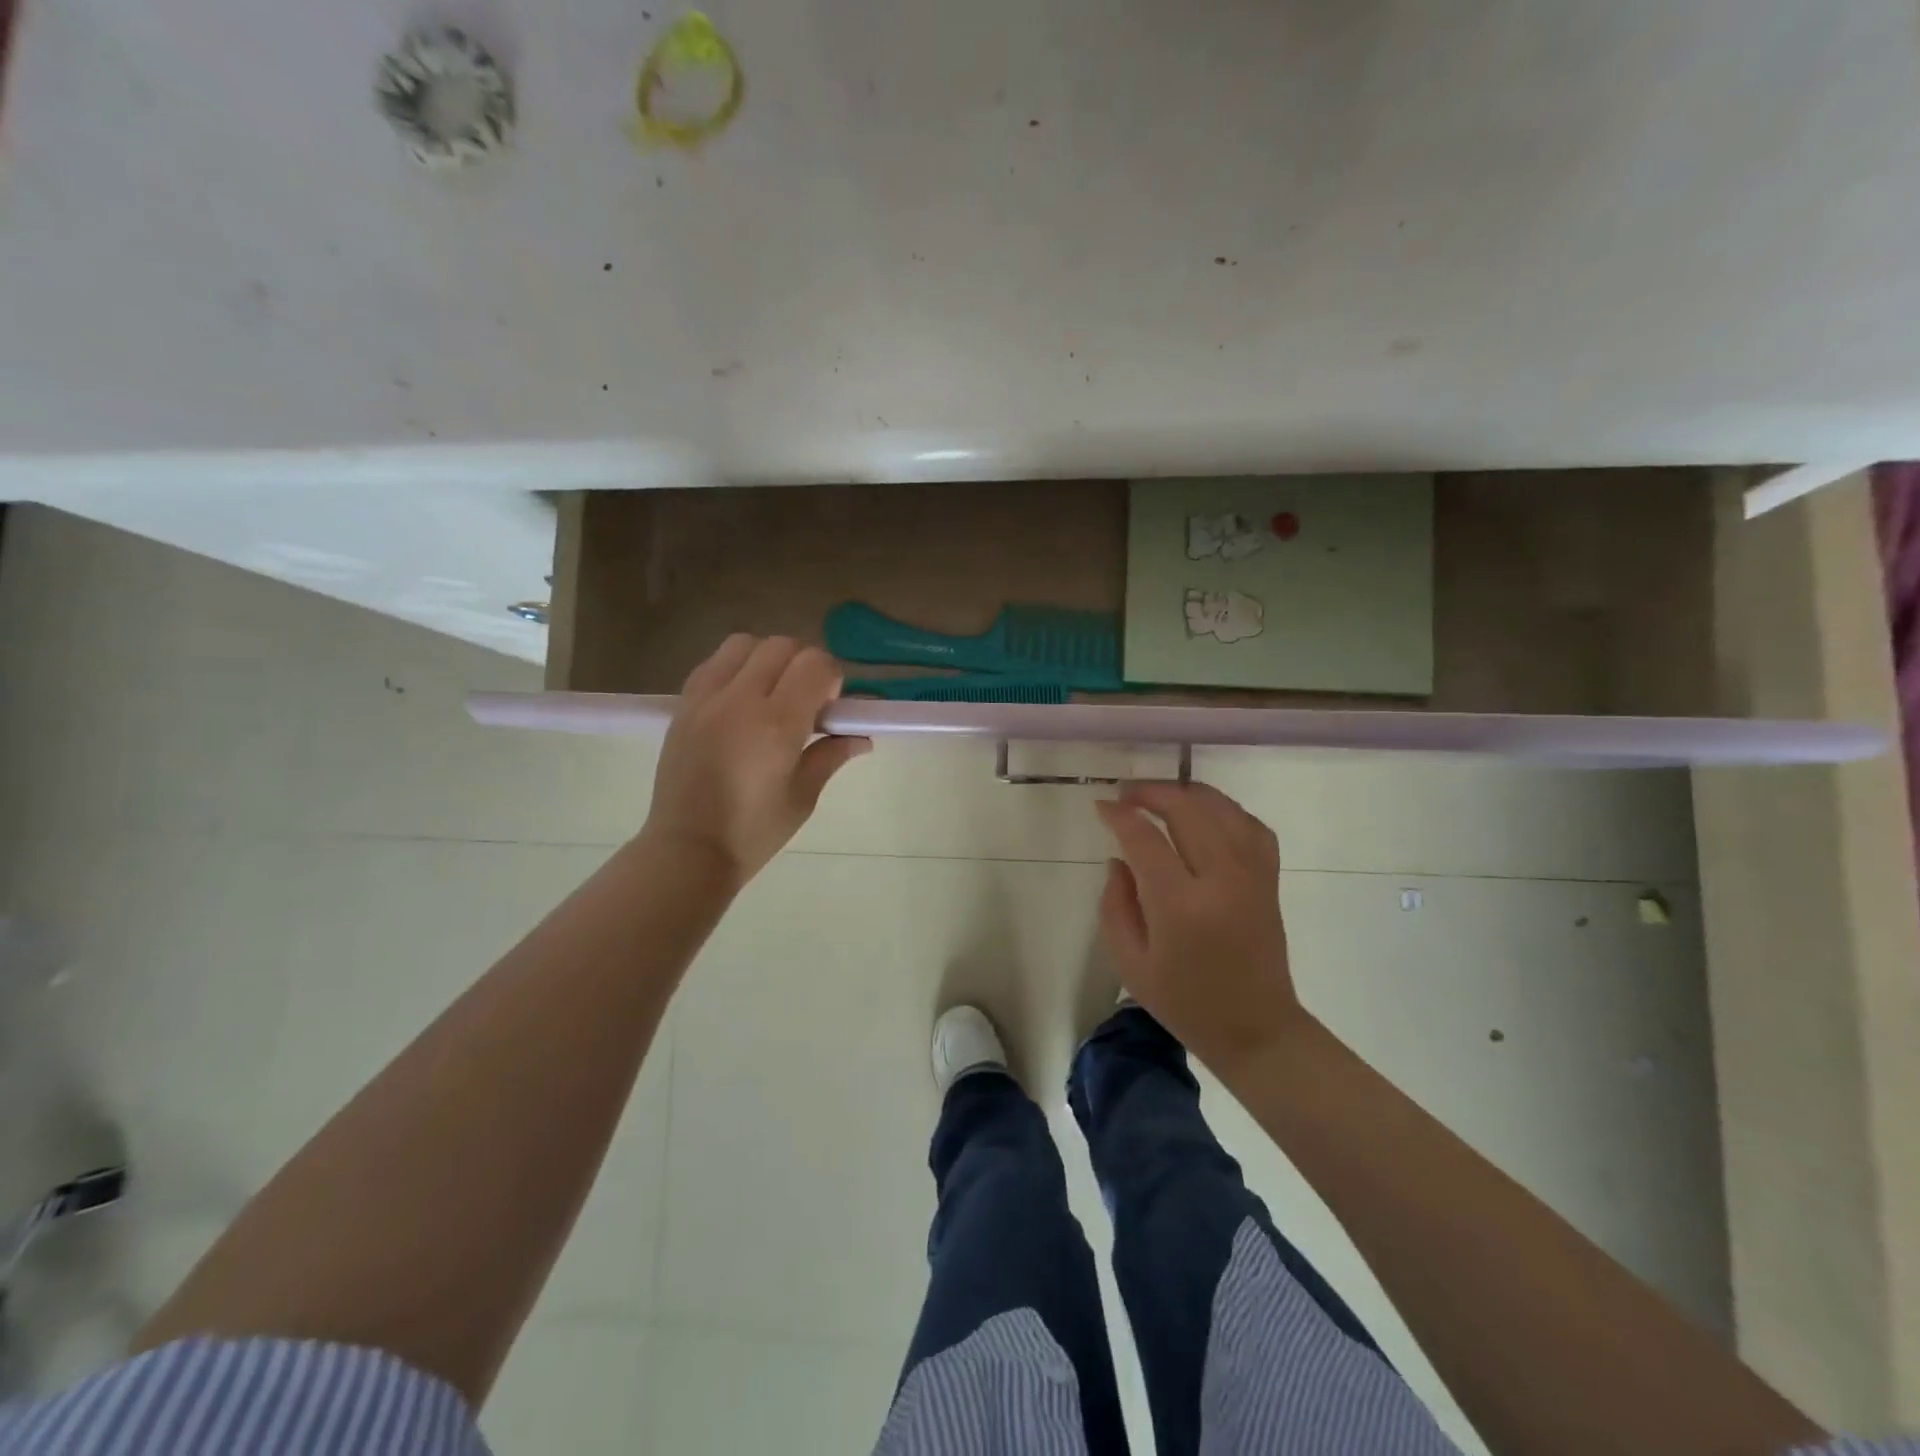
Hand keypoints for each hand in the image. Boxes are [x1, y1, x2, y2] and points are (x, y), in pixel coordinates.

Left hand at [641, 635, 870, 887]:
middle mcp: (740, 699)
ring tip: (771, 694)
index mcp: (777, 724)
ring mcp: (706, 698)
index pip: (815, 664)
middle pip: (783, 645)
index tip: (831, 706)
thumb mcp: (803, 797)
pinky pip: (714, 663)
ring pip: (745, 644)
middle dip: (805, 664)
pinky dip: (736, 668)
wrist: (688, 850)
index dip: (832, 677)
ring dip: (768, 658)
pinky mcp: (683, 705)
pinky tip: (741, 701)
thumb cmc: (754, 832)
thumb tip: (860, 737)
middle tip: (807, 700)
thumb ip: (831, 755)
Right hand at [1096, 782, 1305, 1069]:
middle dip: (1152, 792)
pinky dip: (1225, 810)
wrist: (1256, 1029)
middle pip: (1187, 810)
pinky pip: (1252, 826)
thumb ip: (1115, 905)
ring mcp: (1251, 876)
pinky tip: (1205, 814)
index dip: (1120, 816)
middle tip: (1126, 794)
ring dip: (1187, 794)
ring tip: (1160, 796)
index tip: (1102, 806)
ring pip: (1222, 809)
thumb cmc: (1185, 1002)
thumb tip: (1119, 860)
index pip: (1145, 839)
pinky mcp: (1269, 879)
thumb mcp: (1130, 963)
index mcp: (1179, 906)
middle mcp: (1220, 880)